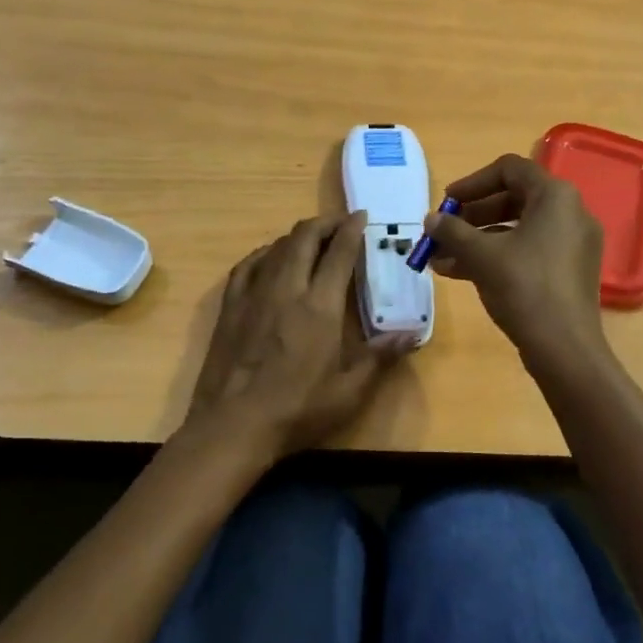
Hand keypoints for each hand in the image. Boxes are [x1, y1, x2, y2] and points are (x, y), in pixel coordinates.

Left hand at [184, 212, 409, 460]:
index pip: (339, 253)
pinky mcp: (230, 305)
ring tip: (312, 238)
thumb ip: (380, 357)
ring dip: (298, 235)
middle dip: (325, 223)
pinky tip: (270, 257)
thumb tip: (412, 335)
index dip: (352, 229)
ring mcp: (254, 294)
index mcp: (320, 306)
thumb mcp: (348, 392)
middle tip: (340, 223)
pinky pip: (248, 264)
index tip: (362, 217)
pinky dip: (265, 252)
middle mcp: (287, 288)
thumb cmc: (296, 410)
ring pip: (277, 247)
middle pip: (305, 238)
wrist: (232, 425)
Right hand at [425, 154, 609, 374]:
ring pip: (517, 228)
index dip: (473, 182)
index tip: (446, 202)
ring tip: (440, 257)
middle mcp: (570, 212)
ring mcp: (572, 243)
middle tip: (443, 230)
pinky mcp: (568, 270)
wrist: (565, 349)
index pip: (509, 169)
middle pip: (513, 198)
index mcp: (555, 197)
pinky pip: (528, 250)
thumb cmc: (524, 288)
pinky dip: (496, 256)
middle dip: (472, 215)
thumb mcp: (482, 255)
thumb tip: (430, 220)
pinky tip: (458, 273)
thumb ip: (453, 231)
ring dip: (477, 239)